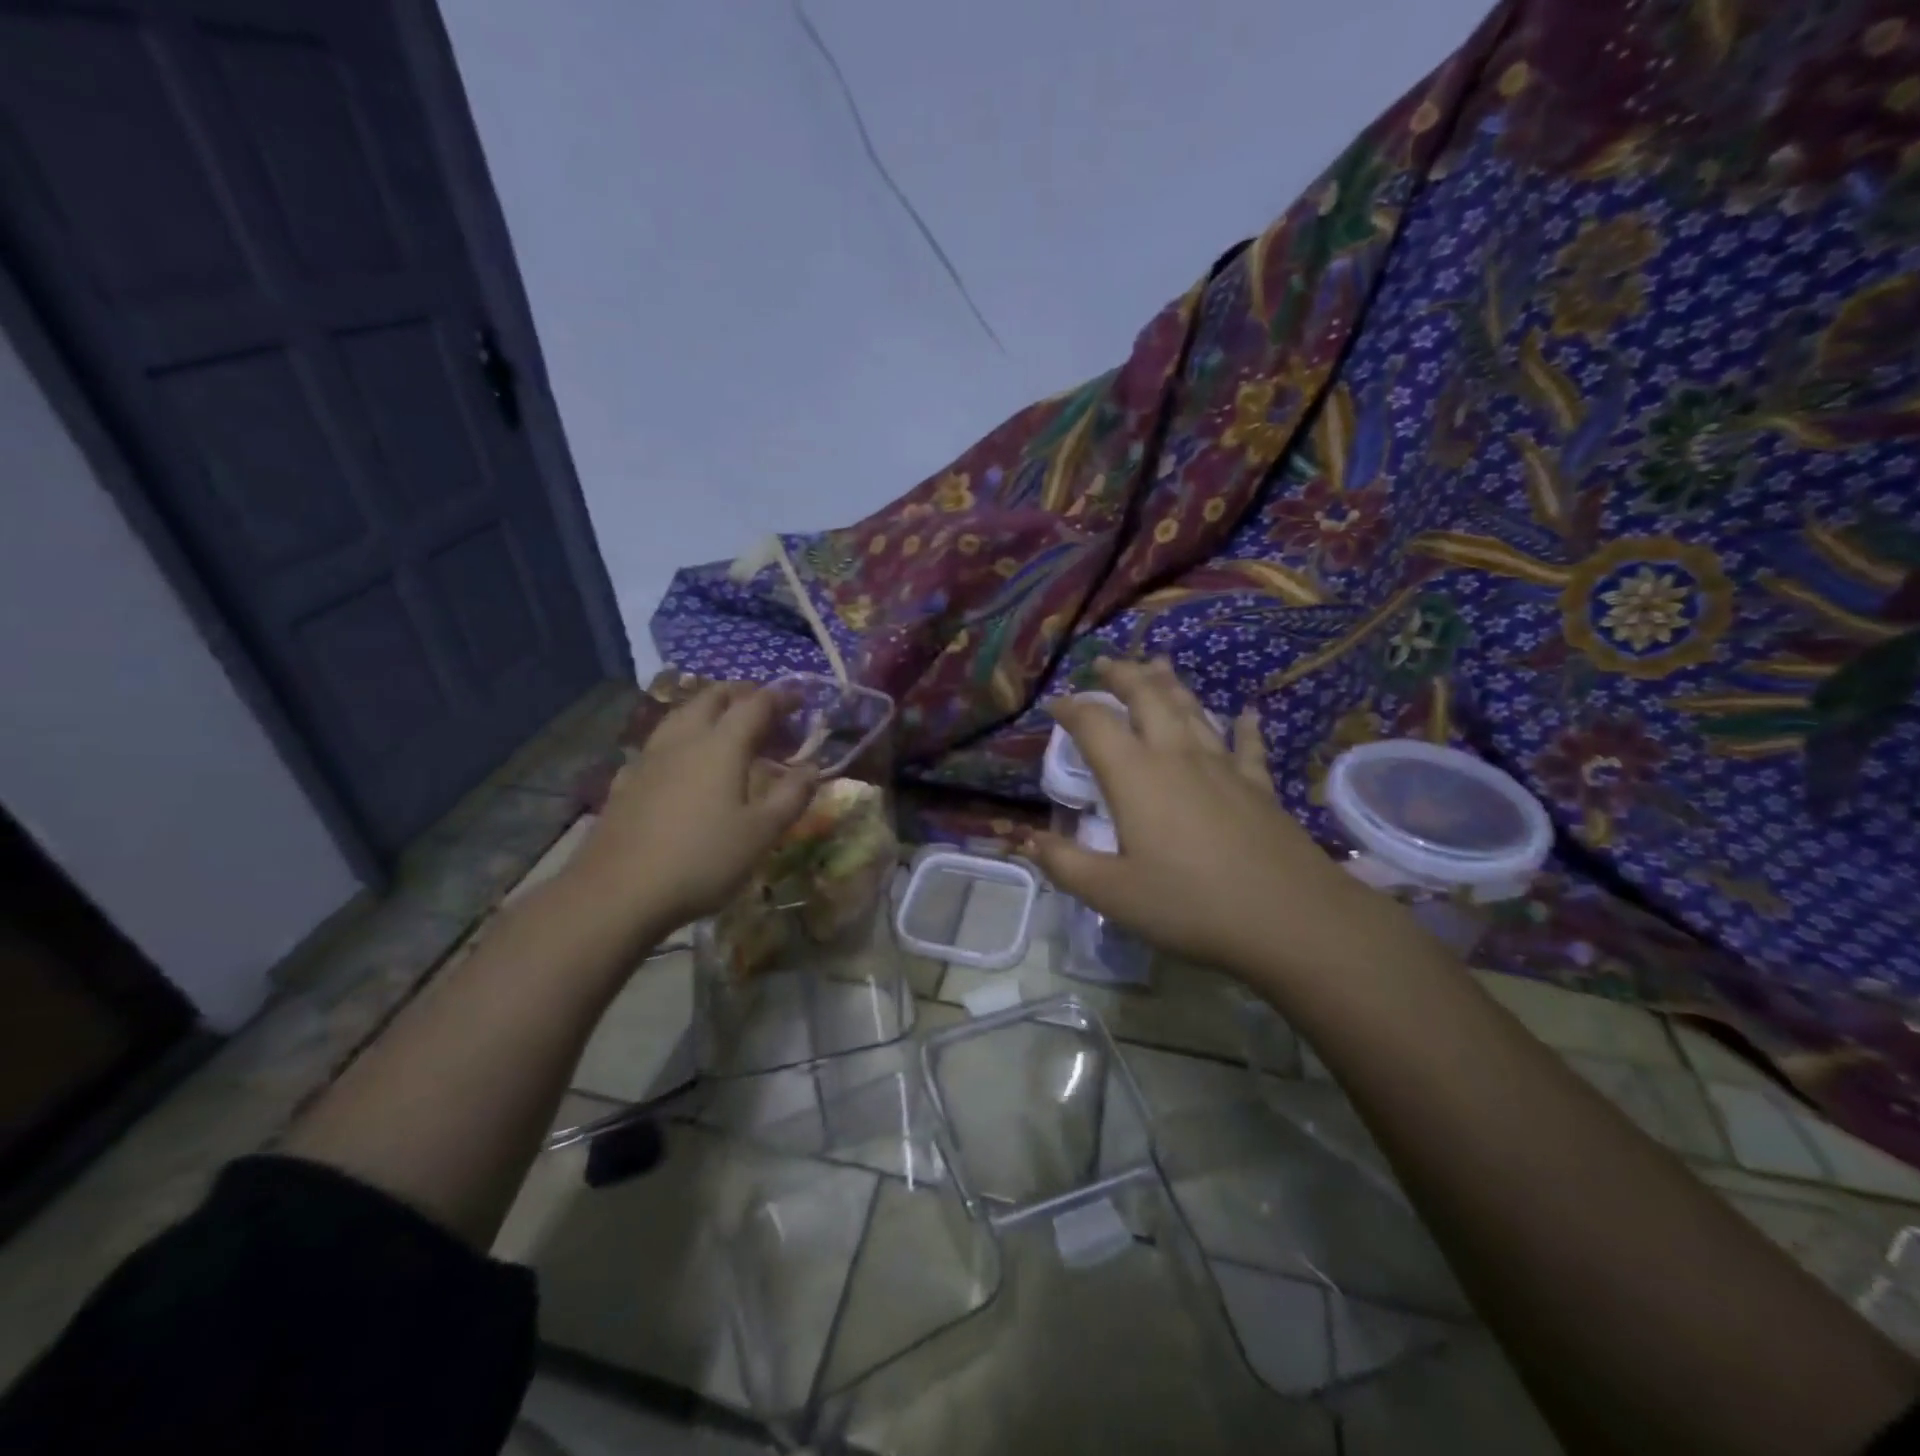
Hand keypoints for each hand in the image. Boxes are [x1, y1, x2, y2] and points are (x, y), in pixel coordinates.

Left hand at [567, 684, 817, 938]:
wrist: (618, 893)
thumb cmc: (702, 860)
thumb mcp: (762, 833)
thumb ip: (791, 796)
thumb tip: (812, 768)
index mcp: (722, 746)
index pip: (756, 704)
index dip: (781, 697)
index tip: (801, 699)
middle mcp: (684, 740)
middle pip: (712, 698)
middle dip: (742, 694)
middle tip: (764, 708)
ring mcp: (649, 758)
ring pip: (680, 714)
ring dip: (708, 709)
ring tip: (725, 724)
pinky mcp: (627, 781)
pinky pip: (659, 743)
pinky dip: (680, 738)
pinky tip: (681, 761)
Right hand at [1019, 659, 1399, 984]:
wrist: (1290, 918)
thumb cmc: (1190, 904)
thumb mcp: (1112, 893)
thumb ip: (1065, 864)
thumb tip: (1025, 839)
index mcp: (1135, 775)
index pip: (1095, 724)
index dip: (1071, 708)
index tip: (1055, 703)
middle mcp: (1176, 756)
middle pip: (1147, 699)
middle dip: (1123, 676)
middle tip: (1105, 662)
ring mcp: (1223, 767)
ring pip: (1192, 710)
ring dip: (1170, 684)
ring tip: (1157, 664)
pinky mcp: (1259, 786)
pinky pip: (1248, 745)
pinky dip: (1244, 725)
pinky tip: (1247, 713)